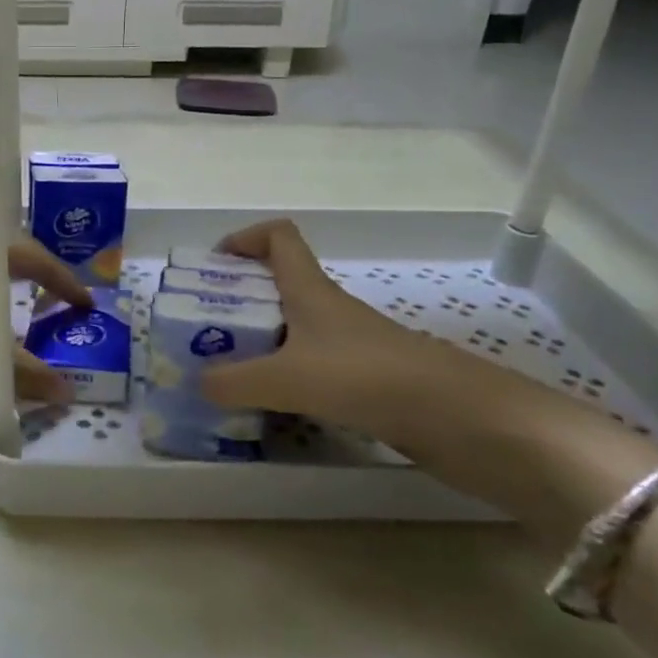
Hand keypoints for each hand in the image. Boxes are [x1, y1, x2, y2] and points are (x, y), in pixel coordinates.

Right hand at [197, 221, 654, 521]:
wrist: (459, 420)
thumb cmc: (366, 377)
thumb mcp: (288, 378)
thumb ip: (234, 380)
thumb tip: (198, 383)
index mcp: (311, 290)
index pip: (279, 238)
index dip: (246, 239)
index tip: (214, 265)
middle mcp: (330, 310)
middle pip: (279, 285)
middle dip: (239, 300)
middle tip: (205, 330)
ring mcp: (350, 346)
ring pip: (294, 330)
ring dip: (260, 343)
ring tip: (228, 372)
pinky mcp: (366, 381)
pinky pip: (312, 368)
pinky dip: (286, 378)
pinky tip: (271, 405)